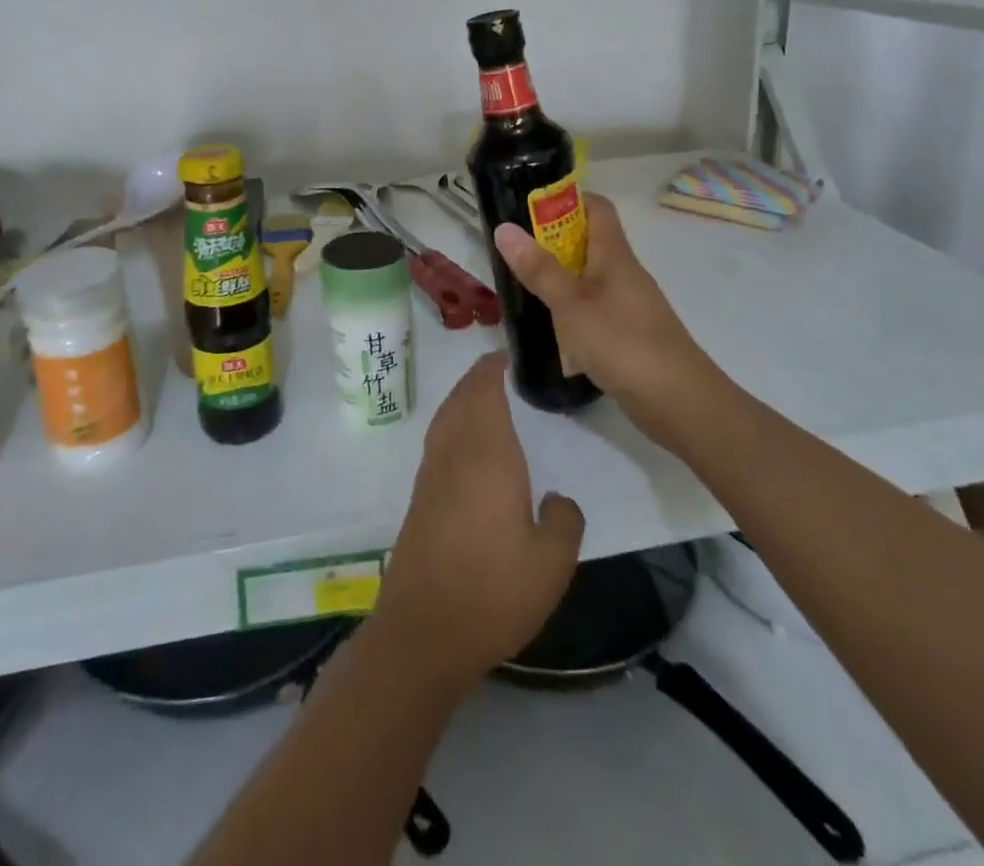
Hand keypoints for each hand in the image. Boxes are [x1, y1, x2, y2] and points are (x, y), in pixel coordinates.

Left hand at [373, 353, 583, 687]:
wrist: (424, 629)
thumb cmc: (494, 590)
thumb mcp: (553, 563)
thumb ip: (564, 521)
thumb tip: (556, 498)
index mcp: (486, 454)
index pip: (484, 391)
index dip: (492, 368)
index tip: (506, 354)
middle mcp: (453, 453)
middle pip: (460, 399)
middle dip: (477, 379)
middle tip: (499, 370)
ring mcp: (430, 474)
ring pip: (445, 418)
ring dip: (462, 400)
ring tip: (485, 399)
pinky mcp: (419, 498)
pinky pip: (438, 442)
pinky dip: (453, 426)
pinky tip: (467, 448)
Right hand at [492, 194, 711, 446]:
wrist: (680, 403)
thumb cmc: (624, 343)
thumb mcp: (572, 304)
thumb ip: (539, 269)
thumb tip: (504, 228)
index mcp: (615, 255)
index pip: (596, 208)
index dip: (565, 199)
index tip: (528, 203)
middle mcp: (623, 273)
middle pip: (587, 242)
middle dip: (550, 240)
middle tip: (510, 248)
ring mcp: (627, 305)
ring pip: (587, 277)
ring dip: (556, 277)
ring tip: (518, 284)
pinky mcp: (626, 334)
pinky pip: (591, 308)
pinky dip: (568, 309)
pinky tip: (546, 326)